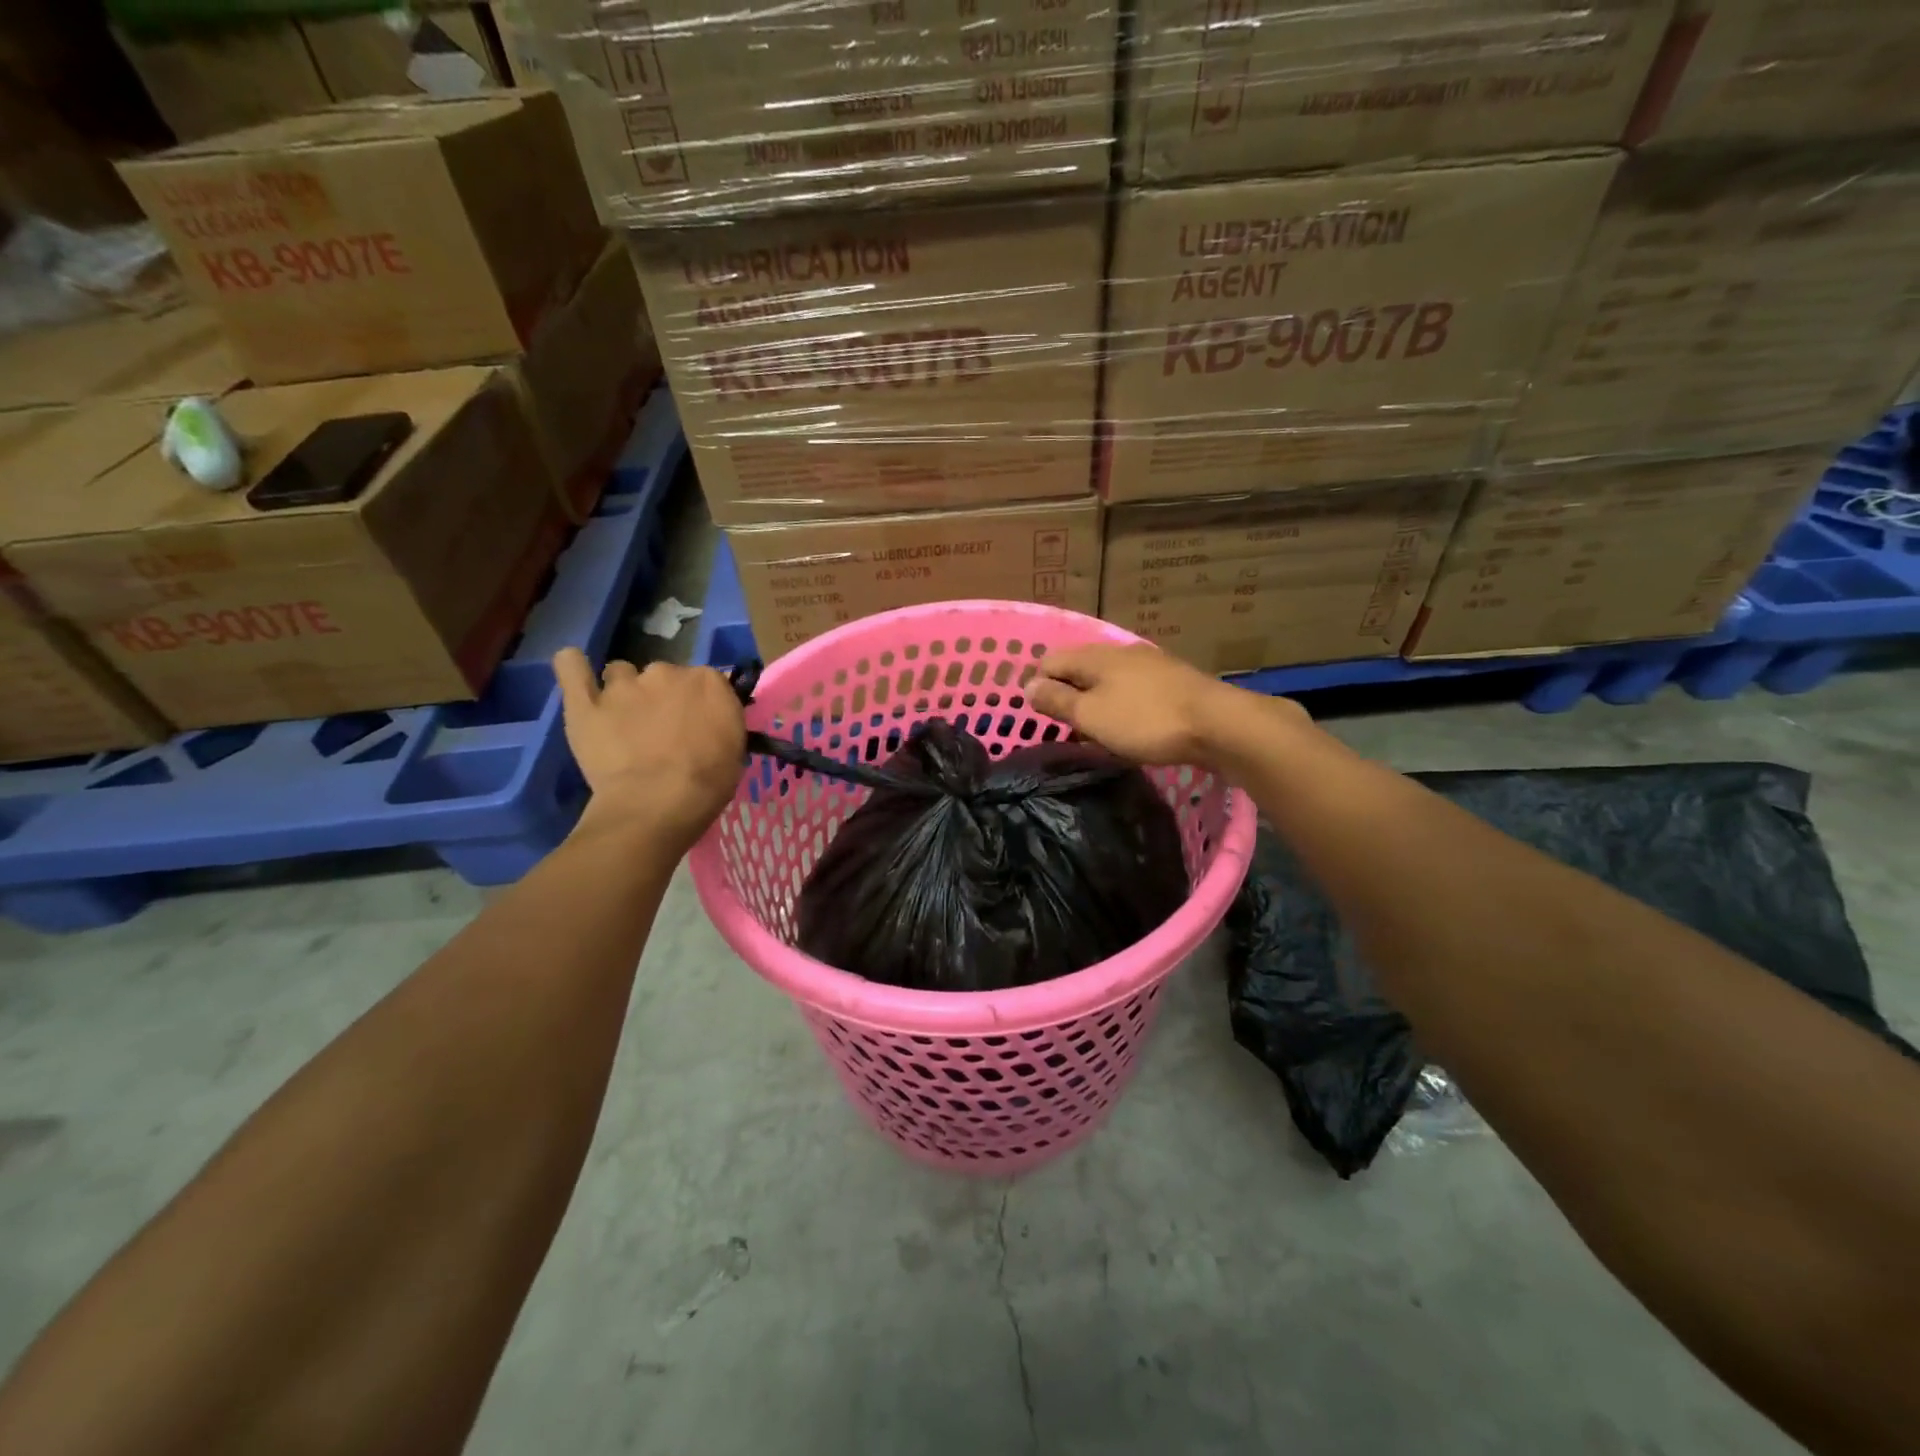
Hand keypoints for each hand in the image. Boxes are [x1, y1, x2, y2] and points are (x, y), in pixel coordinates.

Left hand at [553, 650, 744, 851]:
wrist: (656, 805)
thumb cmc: (706, 785)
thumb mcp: (734, 752)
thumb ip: (720, 722)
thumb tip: (708, 721)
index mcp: (708, 682)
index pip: (705, 681)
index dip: (699, 704)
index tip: (696, 726)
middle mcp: (667, 672)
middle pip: (663, 675)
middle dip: (662, 697)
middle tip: (660, 731)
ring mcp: (623, 684)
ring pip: (620, 673)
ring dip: (623, 691)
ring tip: (622, 721)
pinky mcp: (584, 701)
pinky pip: (570, 665)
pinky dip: (573, 666)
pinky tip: (576, 671)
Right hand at [1029, 643, 1306, 768]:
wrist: (1219, 724)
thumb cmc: (1146, 720)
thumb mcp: (1092, 715)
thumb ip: (1057, 701)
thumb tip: (1028, 686)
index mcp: (1095, 656)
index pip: (1049, 661)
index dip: (1038, 687)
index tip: (1041, 719)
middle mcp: (1120, 652)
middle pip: (1079, 669)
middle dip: (1068, 696)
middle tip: (1067, 730)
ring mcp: (1149, 664)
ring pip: (1107, 680)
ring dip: (1096, 703)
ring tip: (1097, 734)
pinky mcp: (1172, 682)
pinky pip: (1133, 691)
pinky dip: (1122, 707)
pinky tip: (1130, 728)